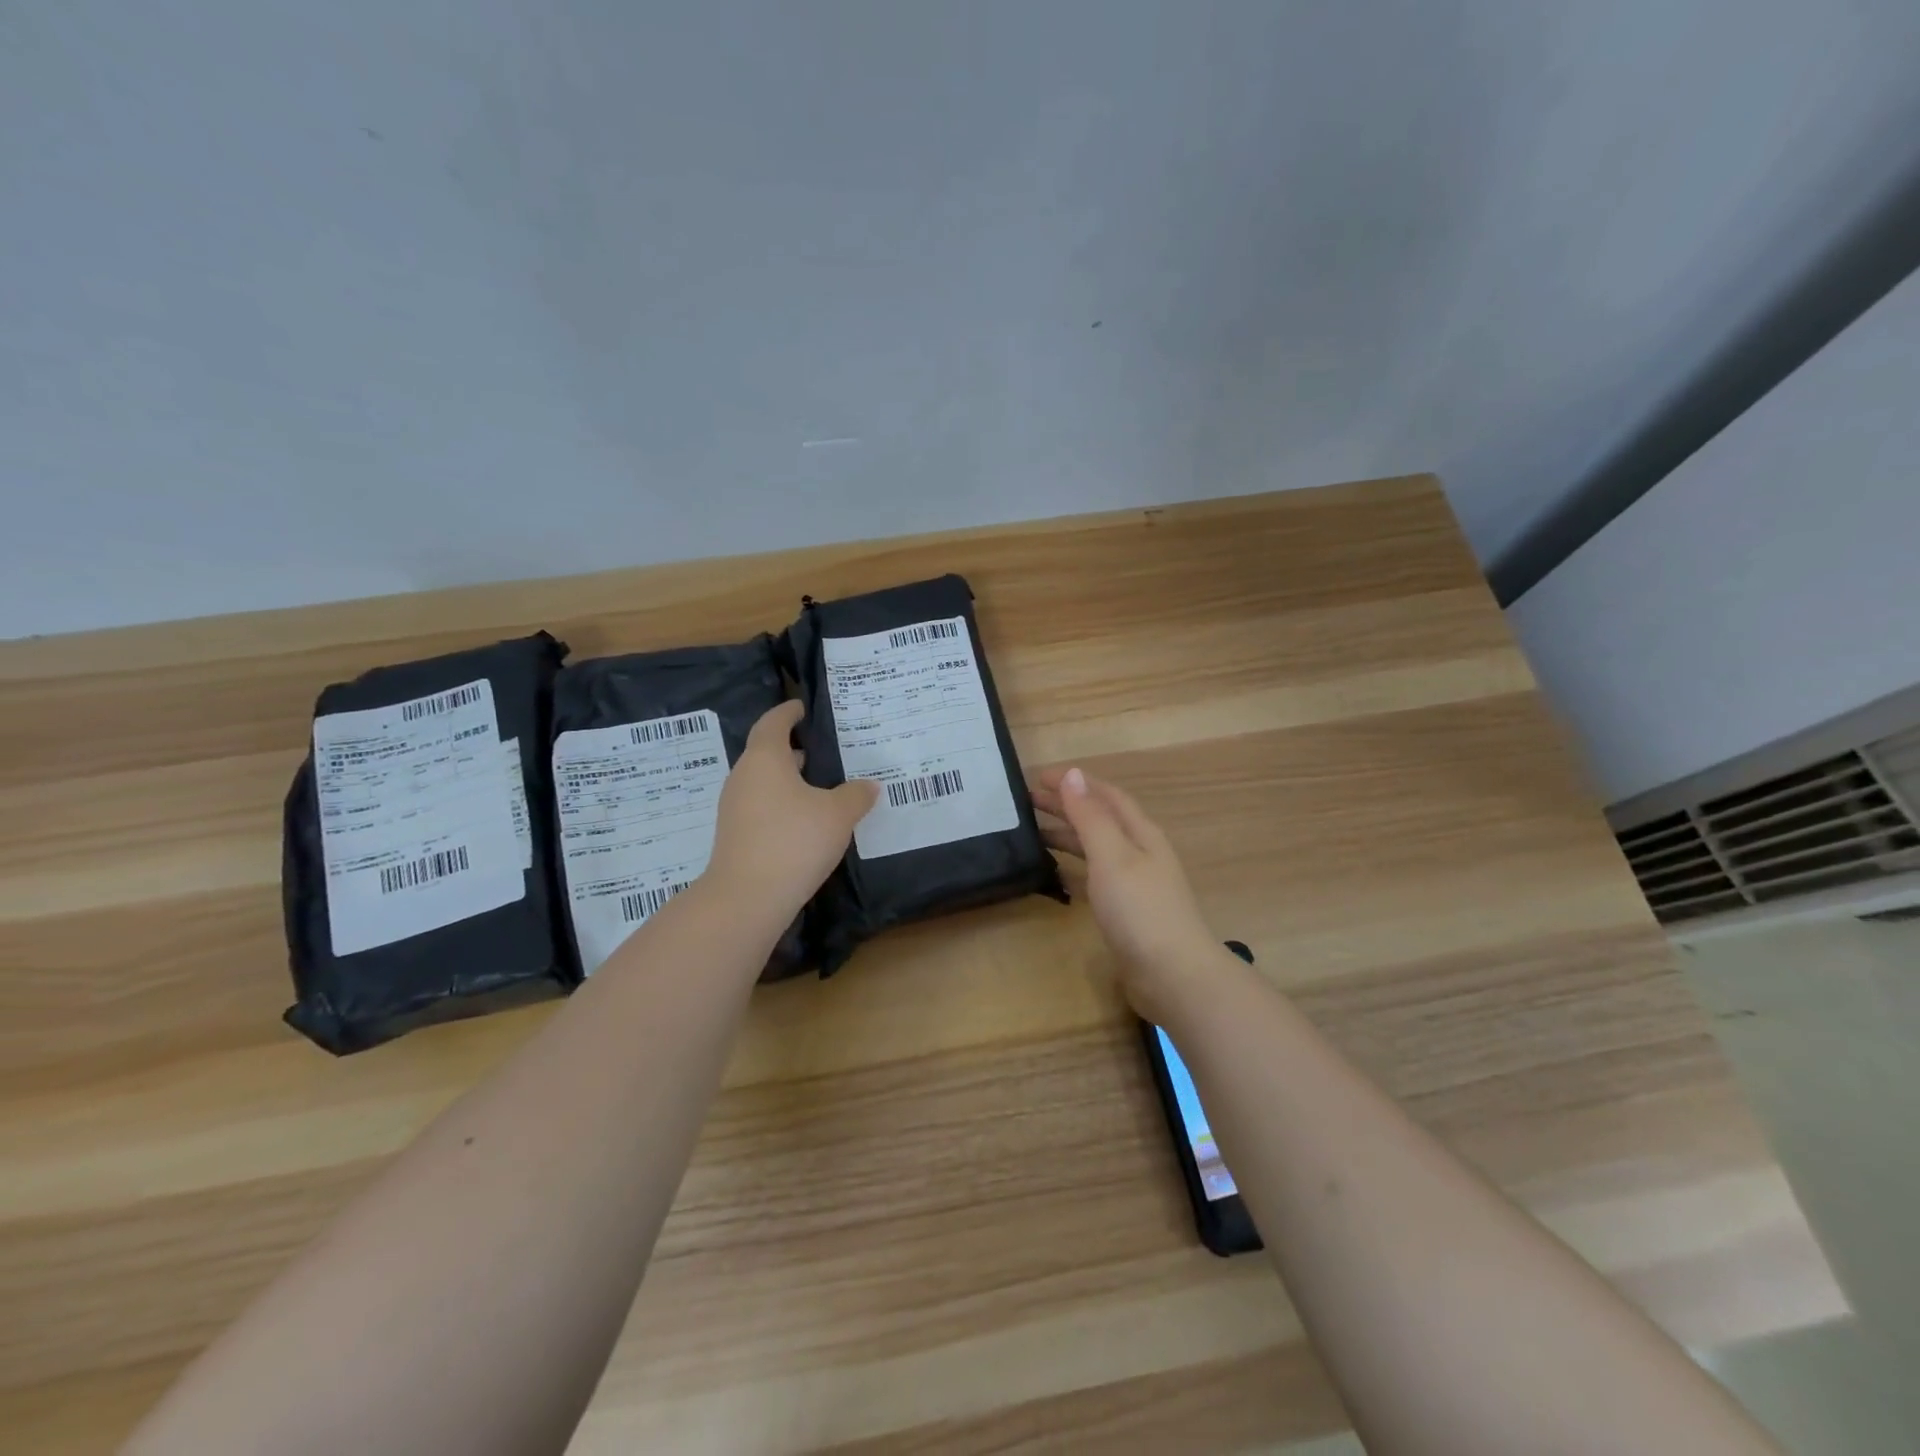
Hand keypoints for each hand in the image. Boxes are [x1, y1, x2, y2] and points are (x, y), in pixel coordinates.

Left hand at [707, 701, 878, 922]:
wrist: (747, 898)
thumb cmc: (794, 841)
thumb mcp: (838, 814)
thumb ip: (856, 795)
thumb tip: (867, 786)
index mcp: (765, 758)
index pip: (774, 723)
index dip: (788, 712)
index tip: (801, 707)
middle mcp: (744, 777)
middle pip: (766, 752)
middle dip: (792, 748)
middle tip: (821, 747)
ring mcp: (735, 807)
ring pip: (764, 781)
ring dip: (788, 778)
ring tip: (820, 784)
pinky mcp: (736, 835)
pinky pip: (761, 805)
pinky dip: (782, 802)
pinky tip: (806, 819)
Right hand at [1028, 765, 1221, 1021]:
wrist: (1173, 975)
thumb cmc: (1140, 909)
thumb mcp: (1111, 855)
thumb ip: (1090, 816)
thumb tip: (1072, 774)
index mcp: (1140, 833)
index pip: (1105, 795)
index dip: (1075, 782)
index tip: (1037, 776)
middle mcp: (1139, 852)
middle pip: (1100, 819)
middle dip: (1067, 806)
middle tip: (1027, 801)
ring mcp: (1135, 883)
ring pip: (1096, 848)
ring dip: (1068, 835)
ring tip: (1034, 833)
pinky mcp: (1126, 911)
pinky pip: (1094, 878)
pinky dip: (1073, 868)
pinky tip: (1054, 874)